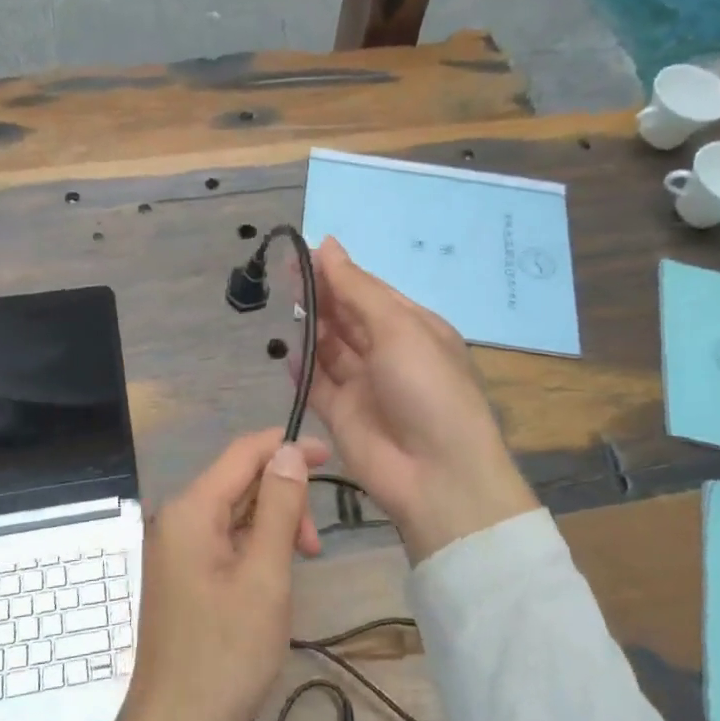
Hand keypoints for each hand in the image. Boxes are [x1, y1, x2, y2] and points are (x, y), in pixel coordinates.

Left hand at [104, 431, 325, 720]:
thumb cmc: (225, 656)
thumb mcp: (264, 577)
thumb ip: (279, 507)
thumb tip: (289, 450)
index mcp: (190, 510)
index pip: (242, 453)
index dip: (286, 447)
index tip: (331, 457)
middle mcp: (176, 519)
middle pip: (238, 482)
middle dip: (283, 498)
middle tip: (315, 546)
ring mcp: (175, 549)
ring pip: (234, 513)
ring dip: (272, 527)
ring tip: (300, 566)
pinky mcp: (182, 576)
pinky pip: (223, 541)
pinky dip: (254, 549)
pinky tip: (274, 579)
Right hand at [307, 237, 537, 562]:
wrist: (437, 476)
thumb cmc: (427, 388)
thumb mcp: (398, 328)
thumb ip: (356, 289)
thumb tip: (328, 244)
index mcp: (412, 327)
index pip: (369, 291)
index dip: (338, 271)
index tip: (304, 251)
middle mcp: (388, 352)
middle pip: (347, 316)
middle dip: (320, 294)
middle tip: (286, 270)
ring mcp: (364, 385)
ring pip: (330, 347)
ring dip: (310, 326)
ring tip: (283, 301)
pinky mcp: (342, 415)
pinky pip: (317, 384)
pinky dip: (302, 368)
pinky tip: (287, 351)